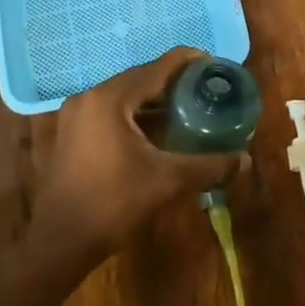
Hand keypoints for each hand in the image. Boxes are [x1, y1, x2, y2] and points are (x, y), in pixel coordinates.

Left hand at [30, 47, 247, 261]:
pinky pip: (110, 112)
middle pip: (139, 79)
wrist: (59, 243)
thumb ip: (208, 166)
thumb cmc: (112, 204)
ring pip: (124, 97)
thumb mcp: (166, 181)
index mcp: (109, 99)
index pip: (156, 68)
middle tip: (206, 89)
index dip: (188, 62)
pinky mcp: (71, 134)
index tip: (214, 64)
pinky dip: (135, 115)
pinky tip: (157, 131)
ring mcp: (75, 116)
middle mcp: (89, 97)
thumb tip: (245, 161)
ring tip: (188, 108)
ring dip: (154, 100)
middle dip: (174, 82)